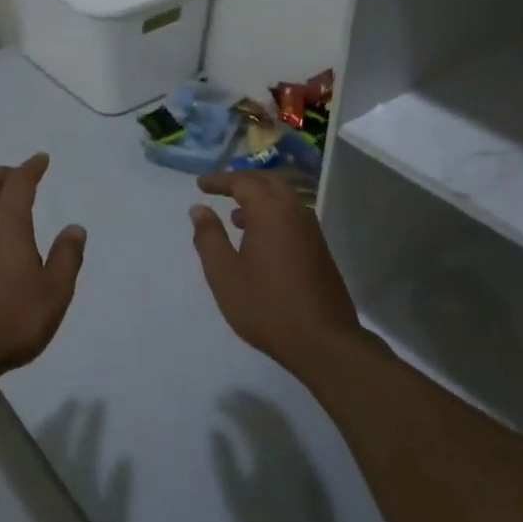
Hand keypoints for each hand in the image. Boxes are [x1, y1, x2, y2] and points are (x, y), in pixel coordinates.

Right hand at [189, 172, 360, 370]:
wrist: (323, 341)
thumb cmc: (266, 306)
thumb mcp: (224, 273)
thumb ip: (209, 237)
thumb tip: (199, 209)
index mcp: (271, 213)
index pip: (243, 182)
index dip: (220, 180)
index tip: (200, 185)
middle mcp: (295, 213)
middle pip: (268, 182)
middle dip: (242, 181)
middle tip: (219, 188)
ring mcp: (312, 231)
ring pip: (284, 199)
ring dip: (259, 198)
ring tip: (235, 215)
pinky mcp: (320, 250)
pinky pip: (293, 217)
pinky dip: (273, 214)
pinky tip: (259, 239)